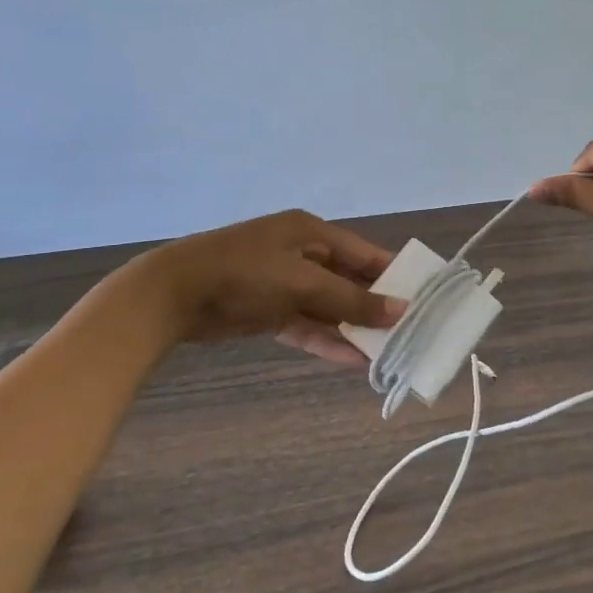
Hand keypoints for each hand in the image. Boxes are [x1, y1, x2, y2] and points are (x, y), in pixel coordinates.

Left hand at [140, 210, 403, 365]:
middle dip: (373, 306)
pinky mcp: (266, 310)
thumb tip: (400, 311)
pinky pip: (305, 325)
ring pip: (327, 307)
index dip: (391, 275)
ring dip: (351, 328)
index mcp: (311, 232)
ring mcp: (282, 282)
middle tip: (405, 332)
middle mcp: (300, 253)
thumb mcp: (303, 284)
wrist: (173, 294)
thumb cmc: (245, 275)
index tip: (419, 298)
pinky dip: (325, 339)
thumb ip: (352, 301)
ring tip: (385, 352)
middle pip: (347, 281)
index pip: (363, 253)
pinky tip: (352, 360)